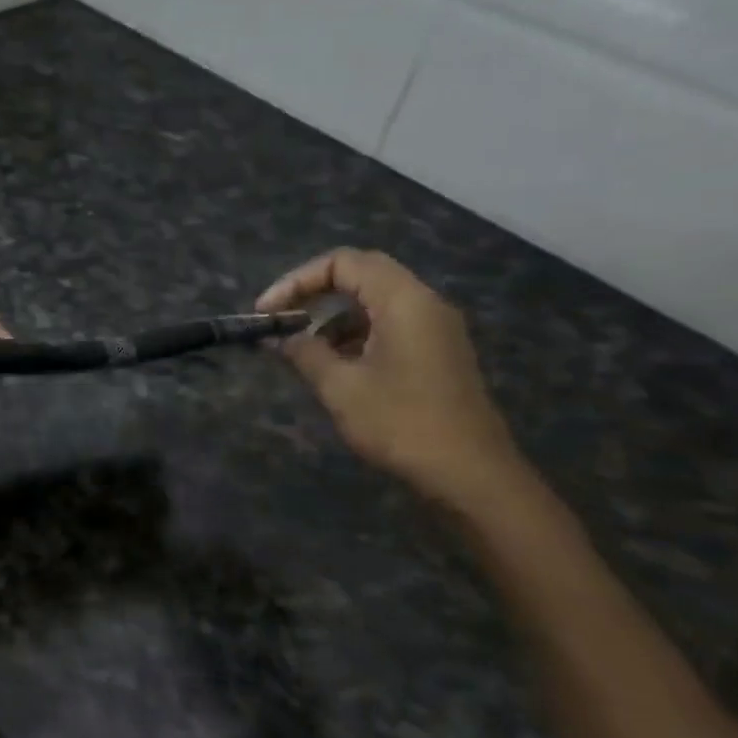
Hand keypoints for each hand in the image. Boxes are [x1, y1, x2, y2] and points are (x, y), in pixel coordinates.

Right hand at [258, 249, 523, 507]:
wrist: (471, 475)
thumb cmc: (402, 423)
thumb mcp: (340, 387)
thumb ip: (304, 353)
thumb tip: (278, 338)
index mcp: (403, 301)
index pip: (344, 263)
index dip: (297, 279)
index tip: (267, 311)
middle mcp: (424, 304)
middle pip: (362, 274)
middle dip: (314, 291)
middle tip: (281, 317)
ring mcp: (435, 329)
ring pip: (375, 302)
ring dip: (333, 317)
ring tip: (302, 350)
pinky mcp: (437, 354)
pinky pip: (389, 326)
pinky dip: (355, 335)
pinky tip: (334, 367)